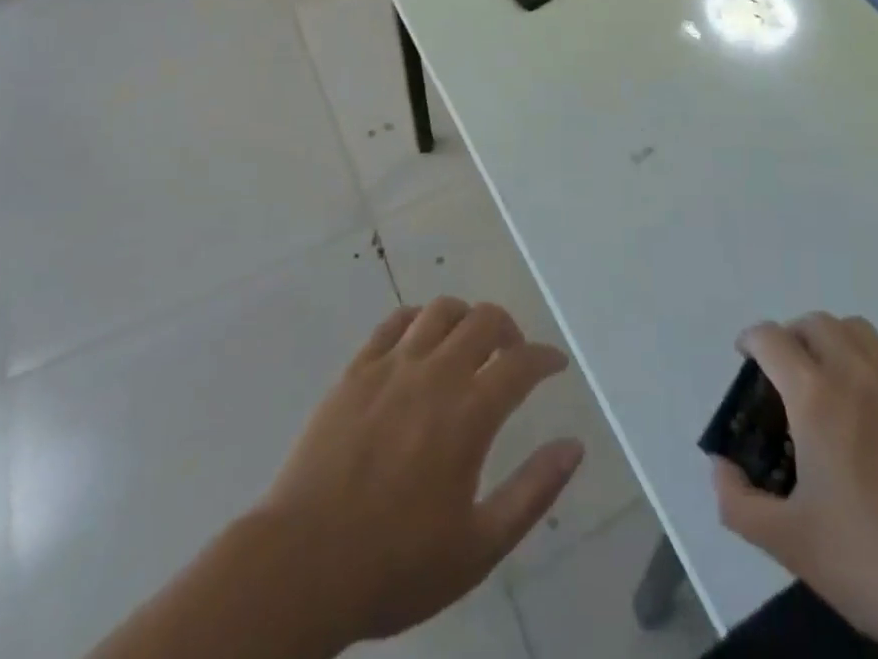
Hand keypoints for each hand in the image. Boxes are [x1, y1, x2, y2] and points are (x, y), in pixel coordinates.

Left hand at [260, 298, 583, 647]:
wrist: (302, 566)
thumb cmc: (396, 565)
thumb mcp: (478, 548)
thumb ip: (533, 492)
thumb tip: (574, 447)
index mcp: (469, 414)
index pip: (521, 363)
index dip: (545, 358)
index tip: (555, 364)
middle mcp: (435, 374)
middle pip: (484, 320)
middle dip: (509, 329)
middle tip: (513, 354)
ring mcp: (391, 366)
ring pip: (440, 311)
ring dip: (465, 318)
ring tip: (469, 343)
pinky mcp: (356, 371)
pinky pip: (394, 322)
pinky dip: (418, 319)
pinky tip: (420, 340)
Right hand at [711, 315, 877, 653]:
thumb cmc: (872, 563)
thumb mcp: (790, 544)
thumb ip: (739, 503)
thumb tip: (721, 469)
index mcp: (817, 398)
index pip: (773, 339)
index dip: (750, 340)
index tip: (744, 359)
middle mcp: (857, 378)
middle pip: (817, 323)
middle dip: (790, 336)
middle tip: (780, 373)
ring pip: (858, 332)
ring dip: (831, 340)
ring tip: (822, 383)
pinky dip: (864, 371)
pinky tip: (866, 426)